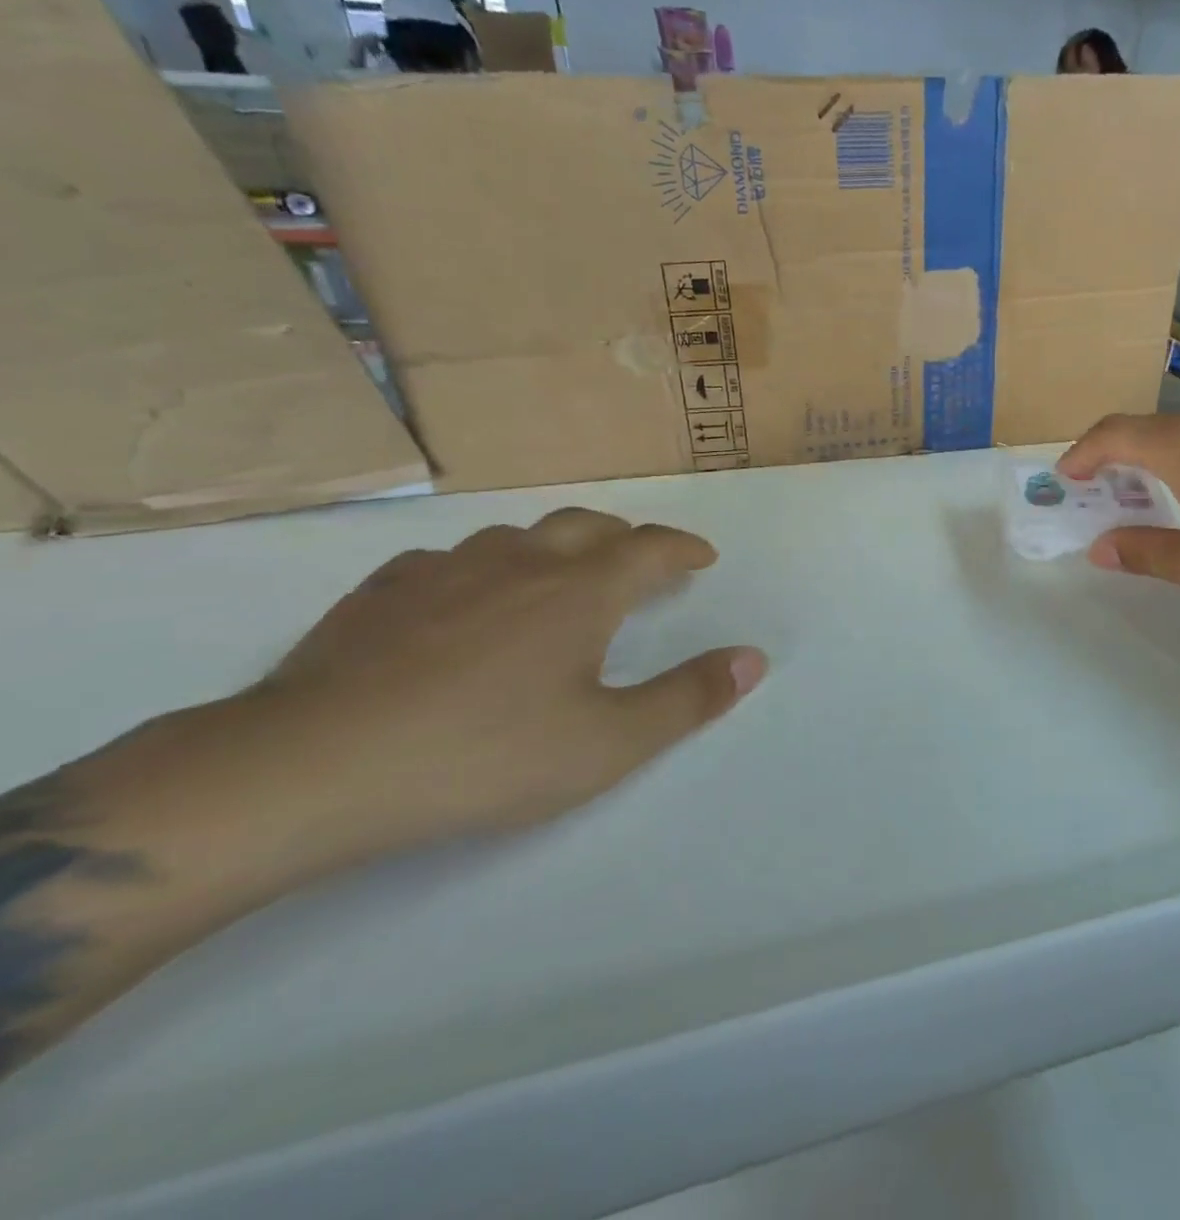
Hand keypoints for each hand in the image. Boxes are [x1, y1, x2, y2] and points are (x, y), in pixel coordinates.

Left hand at [250, 509, 765, 866]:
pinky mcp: (382, 592)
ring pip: (517, 536)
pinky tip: (465, 600)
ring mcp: (446, 570)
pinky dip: (482, 569)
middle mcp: (520, 562)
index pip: (650, 547)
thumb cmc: (484, 754)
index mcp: (580, 590)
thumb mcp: (608, 744)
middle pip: (587, 526)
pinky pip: (450, 561)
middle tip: (640, 563)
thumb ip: (689, 698)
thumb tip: (754, 658)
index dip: (683, 547)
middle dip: (625, 538)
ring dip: (555, 547)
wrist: (311, 768)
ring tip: (559, 578)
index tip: (703, 557)